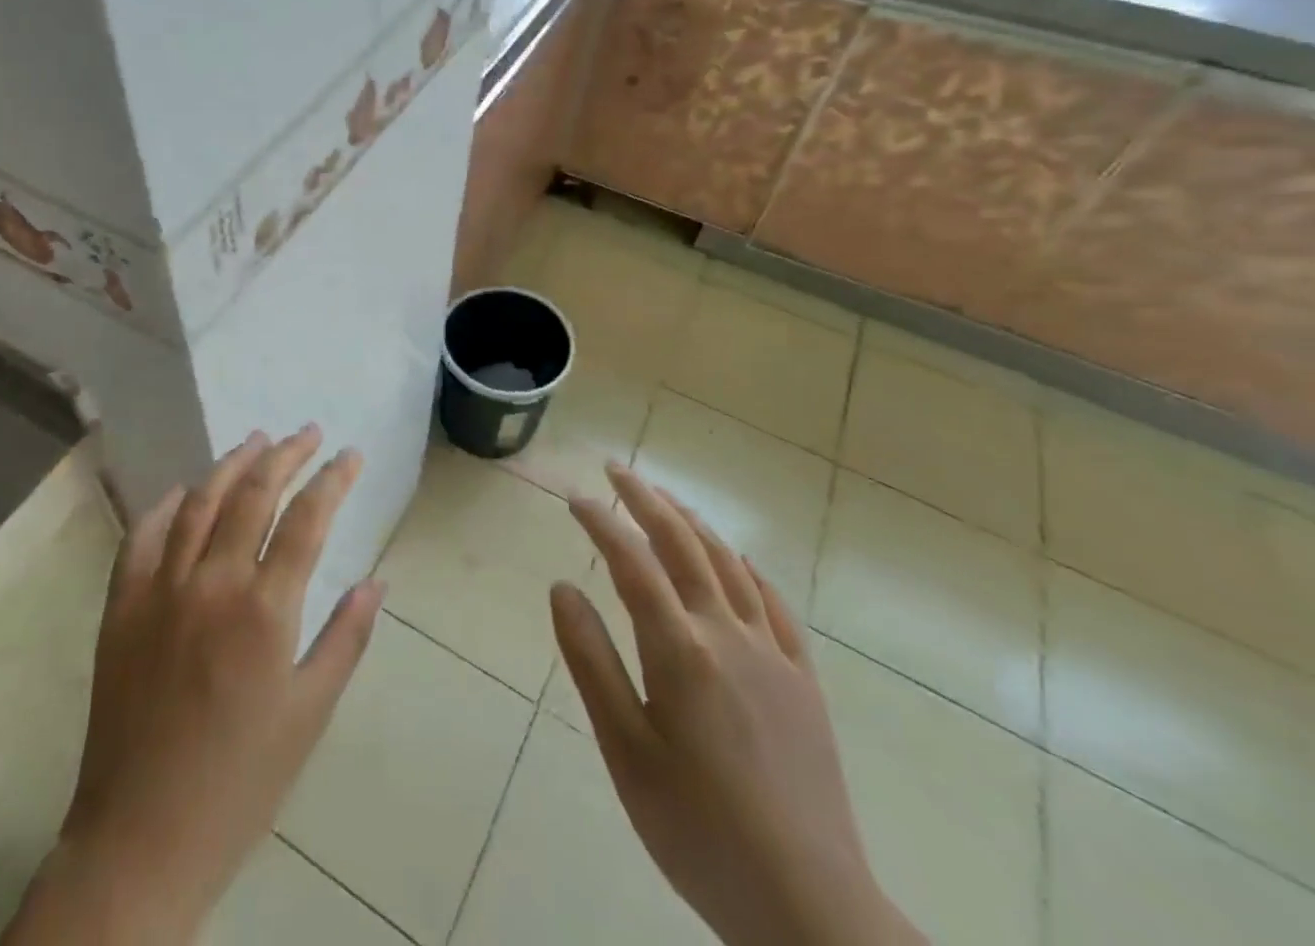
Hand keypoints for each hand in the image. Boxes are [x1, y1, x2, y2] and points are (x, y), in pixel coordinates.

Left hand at [4, 426, 385, 944]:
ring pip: (199, 502)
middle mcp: (213, 583)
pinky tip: (184, 491)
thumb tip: (376, 580)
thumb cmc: (241, 781)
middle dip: (287, 454)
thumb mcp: (310, 714)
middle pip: (254, 494)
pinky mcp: (121, 606)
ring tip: (257, 440)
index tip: (350, 454)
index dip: (333, 478)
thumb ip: (346, 638)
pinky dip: (166, 506)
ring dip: (231, 464)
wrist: (141, 838)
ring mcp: (161, 589)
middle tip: (308, 432)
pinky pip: (142, 536)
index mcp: (265, 610)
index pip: (308, 518)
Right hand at [552, 464, 924, 945]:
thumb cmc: (697, 828)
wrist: (809, 907)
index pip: (632, 561)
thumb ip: (591, 660)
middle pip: (683, 544)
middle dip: (646, 499)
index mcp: (680, 648)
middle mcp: (727, 633)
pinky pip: (773, 603)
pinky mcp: (803, 680)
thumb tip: (562, 587)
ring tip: (665, 498)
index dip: (601, 522)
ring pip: (728, 564)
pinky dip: (746, 568)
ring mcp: (772, 654)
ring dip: (692, 522)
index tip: (574, 497)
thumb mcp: (625, 749)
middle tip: (617, 469)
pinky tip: (735, 561)